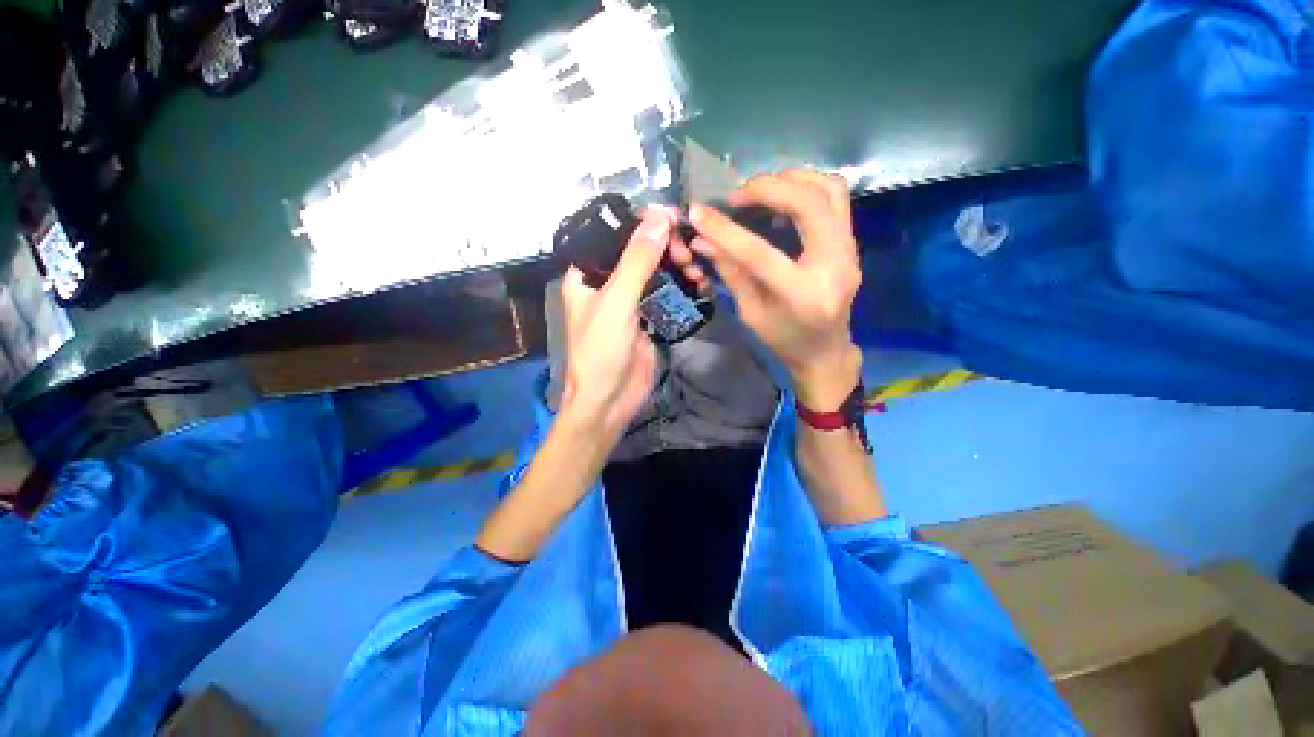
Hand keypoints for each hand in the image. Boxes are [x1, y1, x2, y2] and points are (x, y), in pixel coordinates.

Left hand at [558, 208, 673, 439]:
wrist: (608, 401)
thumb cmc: (600, 352)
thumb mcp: (617, 303)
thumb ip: (637, 260)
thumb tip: (659, 216)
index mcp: (587, 273)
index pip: (613, 233)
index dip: (641, 221)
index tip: (672, 217)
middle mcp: (606, 282)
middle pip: (638, 250)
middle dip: (664, 245)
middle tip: (686, 251)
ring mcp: (629, 300)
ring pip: (655, 270)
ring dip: (675, 264)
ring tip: (694, 268)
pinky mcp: (647, 317)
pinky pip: (665, 292)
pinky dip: (680, 285)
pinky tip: (697, 282)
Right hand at [678, 169, 862, 408]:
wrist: (825, 351)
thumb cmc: (783, 340)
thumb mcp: (750, 313)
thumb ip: (730, 272)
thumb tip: (702, 240)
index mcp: (801, 295)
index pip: (759, 253)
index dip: (725, 230)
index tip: (698, 212)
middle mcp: (834, 266)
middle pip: (809, 204)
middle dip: (768, 188)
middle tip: (737, 195)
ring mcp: (849, 251)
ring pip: (830, 190)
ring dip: (792, 178)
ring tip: (761, 187)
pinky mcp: (851, 244)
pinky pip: (836, 199)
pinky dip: (807, 186)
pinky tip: (783, 195)